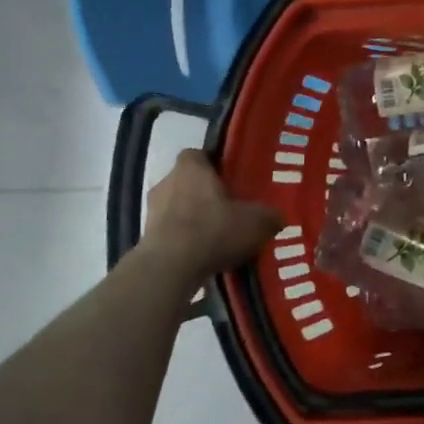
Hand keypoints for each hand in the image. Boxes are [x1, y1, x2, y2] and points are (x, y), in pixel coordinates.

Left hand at [141, 150, 283, 281]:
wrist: (170, 268)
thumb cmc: (214, 230)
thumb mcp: (257, 221)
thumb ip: (270, 215)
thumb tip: (278, 216)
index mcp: (191, 166)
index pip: (200, 154)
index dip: (216, 165)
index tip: (233, 179)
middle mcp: (166, 181)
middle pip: (189, 182)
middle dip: (206, 194)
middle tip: (230, 210)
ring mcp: (151, 211)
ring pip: (177, 208)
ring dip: (193, 220)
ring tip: (217, 238)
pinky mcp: (145, 239)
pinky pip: (169, 234)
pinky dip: (183, 242)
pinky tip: (202, 257)